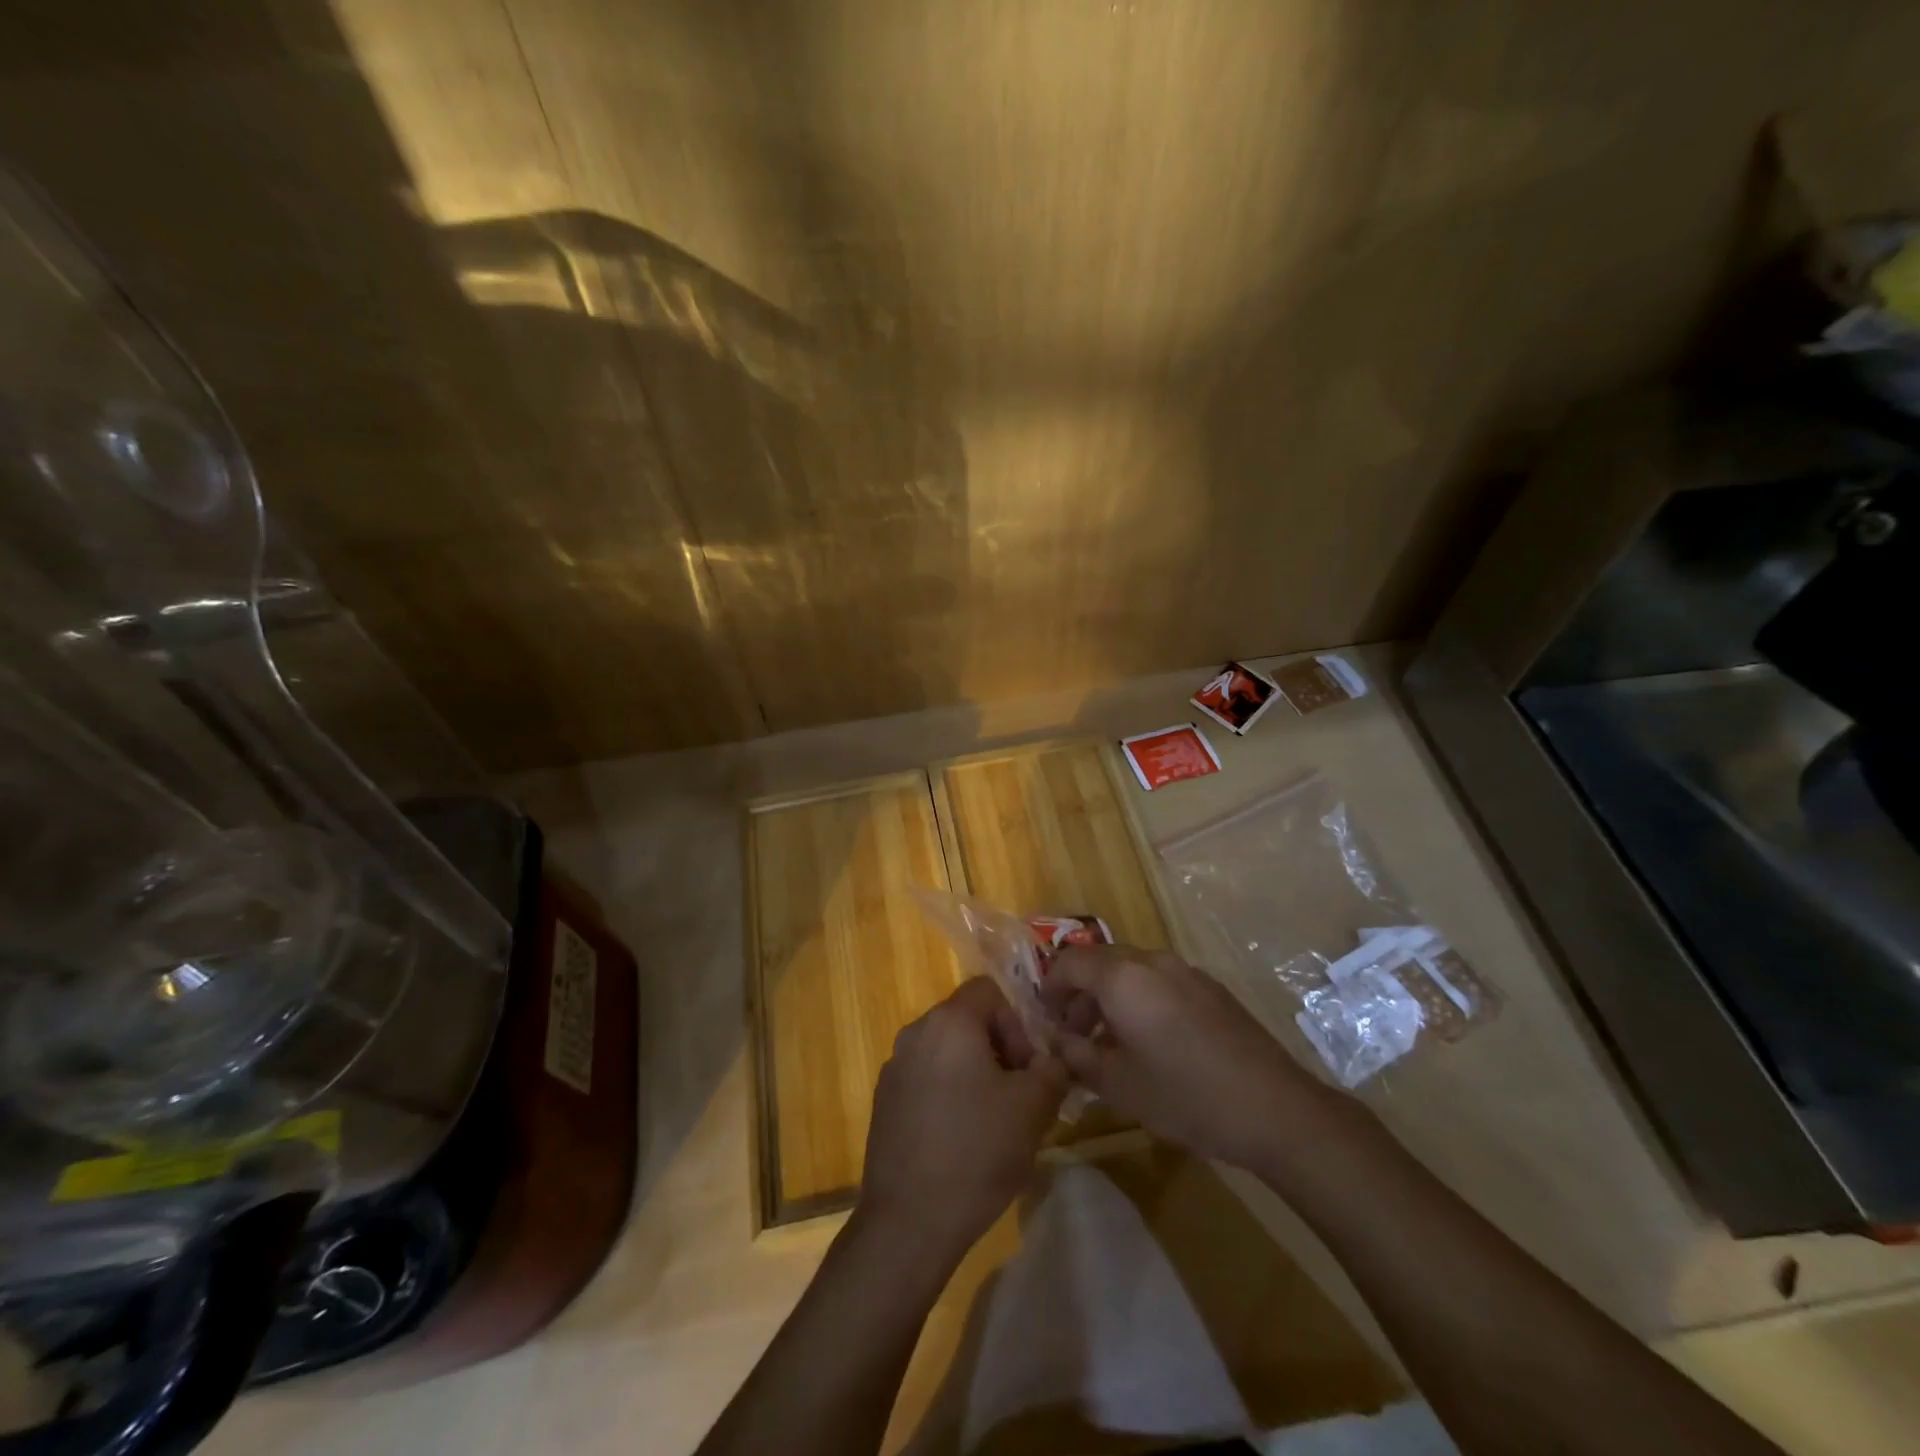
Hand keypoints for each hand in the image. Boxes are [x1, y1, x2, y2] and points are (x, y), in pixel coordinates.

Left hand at [857, 977, 1067, 1258]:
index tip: (1027, 1068)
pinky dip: (947, 1093)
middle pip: (966, 1019)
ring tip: (992, 1120)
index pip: (988, 991)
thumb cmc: (977, 1151)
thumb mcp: (1033, 1108)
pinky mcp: (884, 1100)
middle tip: (1017, 1095)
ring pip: (946, 1051)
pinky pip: (925, 1078)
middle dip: (998, 1049)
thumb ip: (1053, 1069)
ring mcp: (894, 1067)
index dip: (1016, 1022)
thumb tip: (1056, 1057)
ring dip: (974, 1072)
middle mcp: (916, 1033)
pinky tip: (960, 1139)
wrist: (909, 1220)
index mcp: (949, 1022)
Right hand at [1042, 945, 1342, 1170]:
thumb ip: (1077, 1056)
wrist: (1273, 1107)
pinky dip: (1139, 998)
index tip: (1046, 1021)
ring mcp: (1185, 970)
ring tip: (1109, 1042)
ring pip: (1130, 970)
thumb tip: (1055, 1042)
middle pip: (1099, 961)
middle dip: (1079, 993)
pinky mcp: (1210, 987)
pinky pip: (1159, 980)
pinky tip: (1150, 1042)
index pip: (1068, 962)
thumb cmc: (1185, 1095)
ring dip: (1109, 996)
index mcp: (1123, 977)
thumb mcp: (1118, 1084)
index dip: (1050, 988)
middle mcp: (1151, 961)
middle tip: (1074, 1035)